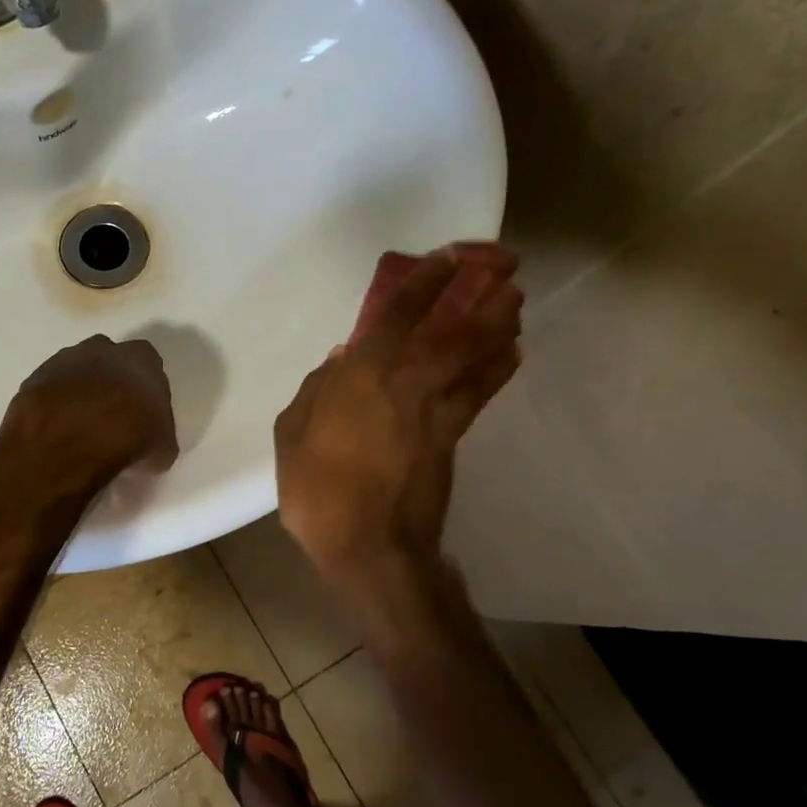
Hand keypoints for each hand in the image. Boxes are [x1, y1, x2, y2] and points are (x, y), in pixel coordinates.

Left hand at [0, 334, 178, 488]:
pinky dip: (54, 405)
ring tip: (80, 426)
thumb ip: (159, 434)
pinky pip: (50, 389)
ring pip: (76, 371)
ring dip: (79, 392)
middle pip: (110, 361)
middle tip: (111, 416)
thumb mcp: (162, 447)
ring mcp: (64, 359)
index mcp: (141, 358)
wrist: (70, 437)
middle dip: (110, 382)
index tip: (143, 413)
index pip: (148, 365)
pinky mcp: (35, 377)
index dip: (145, 390)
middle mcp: (103, 348)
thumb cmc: (129, 436)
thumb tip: (152, 442)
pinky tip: (57, 430)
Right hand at [275, 244, 522, 593]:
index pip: (399, 316)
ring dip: (499, 328)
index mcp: (362, 376)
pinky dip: (497, 369)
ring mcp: (435, 411)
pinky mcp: (452, 438)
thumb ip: (315, 391)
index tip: (446, 259)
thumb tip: (339, 361)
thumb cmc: (318, 490)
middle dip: (483, 299)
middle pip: (456, 332)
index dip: (425, 283)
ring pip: (476, 360)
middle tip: (505, 273)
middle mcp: (407, 383)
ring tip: (515, 305)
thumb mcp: (291, 436)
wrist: (370, 547)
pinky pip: (480, 393)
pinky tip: (509, 354)